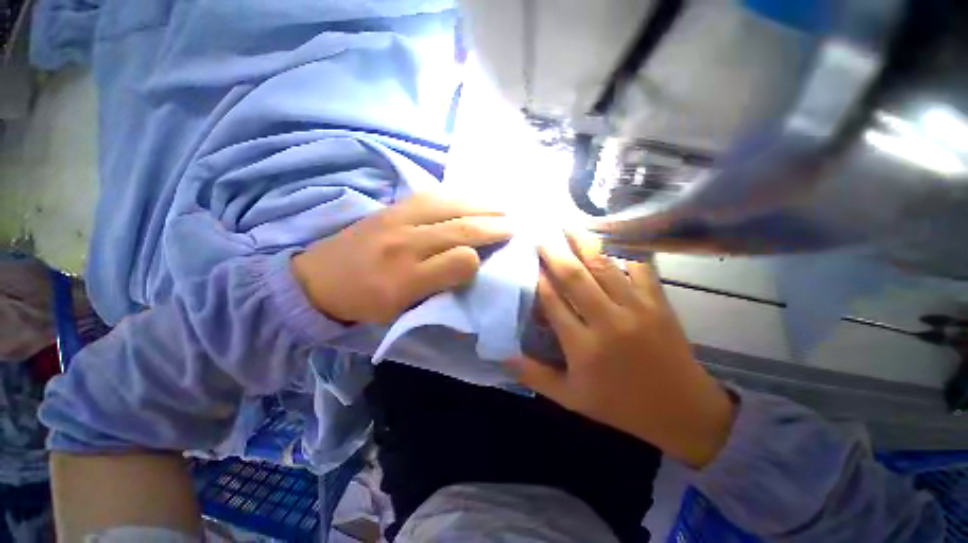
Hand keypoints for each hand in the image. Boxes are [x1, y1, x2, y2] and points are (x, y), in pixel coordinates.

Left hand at [293, 193, 511, 323]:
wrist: (316, 279)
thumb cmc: (365, 301)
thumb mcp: (402, 310)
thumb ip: (438, 288)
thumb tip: (469, 265)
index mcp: (406, 280)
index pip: (457, 262)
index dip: (480, 258)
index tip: (495, 256)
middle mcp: (404, 245)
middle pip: (458, 228)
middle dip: (492, 225)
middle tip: (514, 223)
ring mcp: (396, 219)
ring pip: (449, 206)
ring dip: (480, 204)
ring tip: (501, 205)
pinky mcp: (391, 207)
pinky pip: (430, 195)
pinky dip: (456, 194)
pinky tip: (470, 195)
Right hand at [509, 232, 735, 467]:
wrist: (683, 411)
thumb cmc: (620, 405)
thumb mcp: (570, 398)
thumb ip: (534, 375)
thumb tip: (501, 356)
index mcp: (583, 346)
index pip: (552, 302)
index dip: (537, 278)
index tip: (525, 260)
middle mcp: (608, 322)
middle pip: (575, 277)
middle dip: (554, 252)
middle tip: (540, 232)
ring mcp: (636, 309)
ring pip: (605, 266)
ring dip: (583, 243)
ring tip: (568, 225)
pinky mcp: (659, 303)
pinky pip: (640, 268)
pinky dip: (624, 251)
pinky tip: (612, 237)